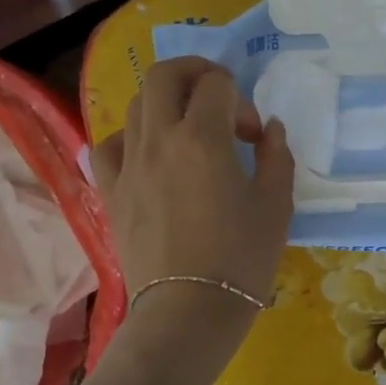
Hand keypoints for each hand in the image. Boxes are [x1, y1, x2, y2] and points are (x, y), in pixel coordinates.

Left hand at [91, 57, 294, 370]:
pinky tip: (147, 155)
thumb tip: (271, 129)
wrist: (188, 312)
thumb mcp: (276, 206)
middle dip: (195, 73)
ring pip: (136, 105)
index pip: (217, 84)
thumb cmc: (241, 259)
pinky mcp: (111, 191)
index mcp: (203, 138)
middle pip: (165, 75)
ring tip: (187, 129)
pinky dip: (128, 138)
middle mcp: (159, 139)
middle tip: (217, 97)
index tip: (253, 136)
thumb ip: (277, 157)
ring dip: (165, 103)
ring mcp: (128, 164)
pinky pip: (108, 146)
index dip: (241, 100)